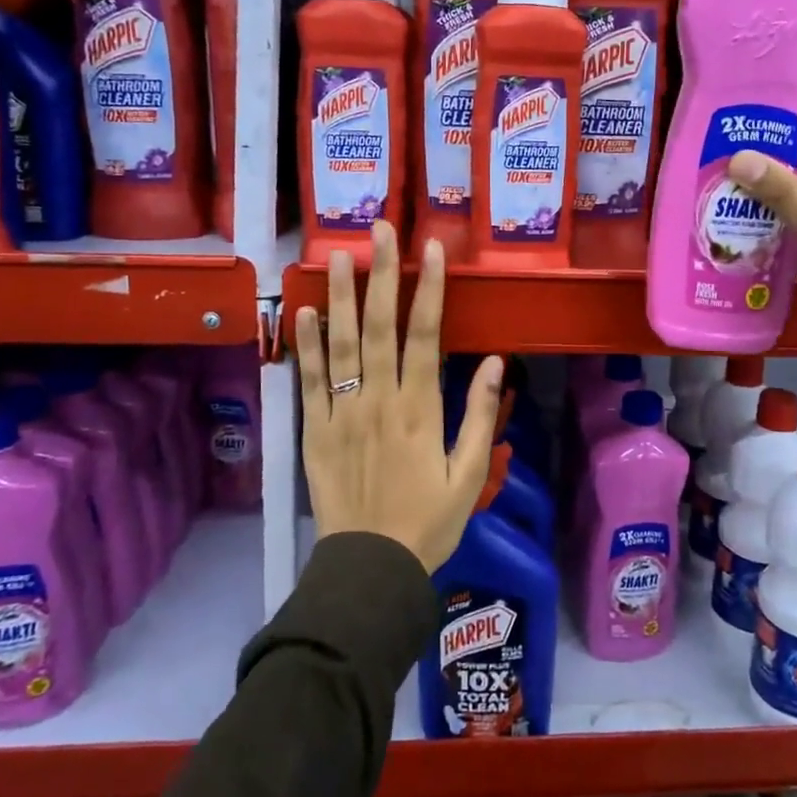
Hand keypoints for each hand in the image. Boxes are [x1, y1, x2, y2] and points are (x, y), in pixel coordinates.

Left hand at [294, 220, 503, 572]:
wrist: (371, 567)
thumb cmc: (429, 522)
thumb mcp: (470, 475)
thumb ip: (478, 415)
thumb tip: (491, 361)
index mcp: (419, 409)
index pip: (425, 335)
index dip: (429, 288)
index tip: (431, 248)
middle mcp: (378, 400)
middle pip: (380, 326)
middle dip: (382, 274)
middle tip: (379, 229)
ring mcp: (341, 413)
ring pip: (341, 344)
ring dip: (341, 296)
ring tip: (339, 254)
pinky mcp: (313, 431)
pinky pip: (308, 381)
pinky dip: (305, 344)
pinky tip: (304, 310)